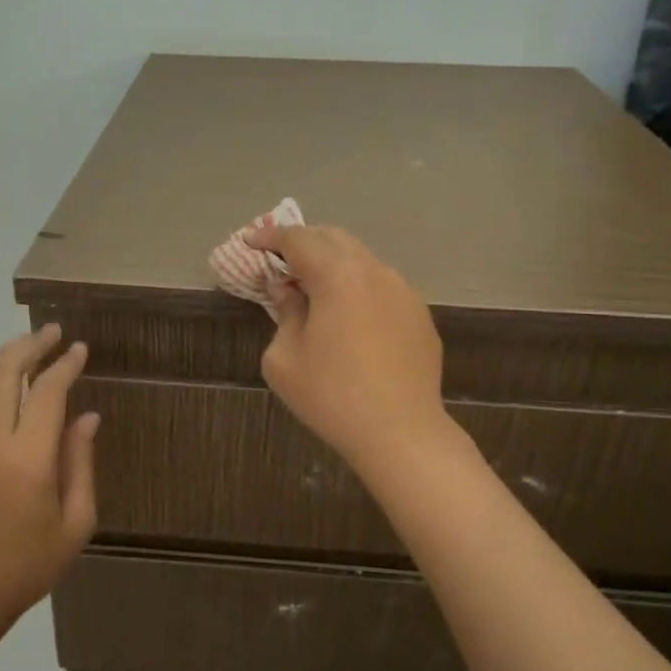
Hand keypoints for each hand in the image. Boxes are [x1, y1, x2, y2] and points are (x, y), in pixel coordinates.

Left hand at [0, 325, 99, 628]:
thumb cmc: (26, 564)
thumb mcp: (75, 522)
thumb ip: (81, 462)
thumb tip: (87, 418)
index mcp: (26, 457)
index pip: (47, 390)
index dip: (65, 364)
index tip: (80, 349)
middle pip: (5, 370)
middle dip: (31, 344)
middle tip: (54, 331)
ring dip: (4, 355)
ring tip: (29, 346)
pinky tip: (1, 380)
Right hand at [246, 223, 450, 472]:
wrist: (401, 433)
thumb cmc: (332, 396)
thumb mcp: (285, 359)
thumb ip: (284, 313)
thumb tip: (288, 292)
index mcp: (337, 276)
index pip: (298, 240)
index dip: (270, 237)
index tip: (251, 241)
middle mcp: (374, 271)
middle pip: (333, 238)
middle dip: (303, 242)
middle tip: (279, 259)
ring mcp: (403, 291)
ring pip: (361, 259)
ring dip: (333, 262)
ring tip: (312, 286)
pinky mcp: (419, 313)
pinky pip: (381, 285)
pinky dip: (357, 285)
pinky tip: (348, 314)